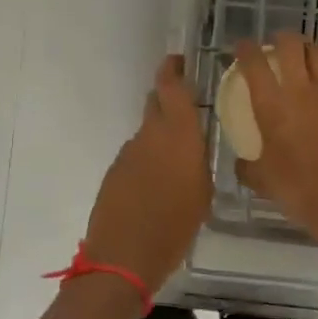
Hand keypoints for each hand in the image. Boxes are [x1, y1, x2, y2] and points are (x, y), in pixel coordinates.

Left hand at [82, 55, 212, 289]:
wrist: (123, 256)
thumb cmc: (175, 226)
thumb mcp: (202, 193)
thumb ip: (198, 161)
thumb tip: (193, 147)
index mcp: (178, 135)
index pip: (172, 87)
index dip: (173, 70)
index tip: (179, 61)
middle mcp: (150, 135)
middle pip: (156, 103)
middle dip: (168, 99)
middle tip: (186, 111)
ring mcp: (128, 153)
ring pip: (146, 132)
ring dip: (159, 137)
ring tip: (176, 163)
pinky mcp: (114, 172)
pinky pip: (135, 155)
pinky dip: (146, 160)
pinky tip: (155, 186)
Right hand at [234, 33, 317, 256]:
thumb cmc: (300, 193)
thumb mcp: (263, 181)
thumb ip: (247, 165)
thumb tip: (242, 160)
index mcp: (272, 106)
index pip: (254, 62)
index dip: (245, 48)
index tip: (243, 47)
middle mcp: (302, 91)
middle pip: (291, 44)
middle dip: (282, 39)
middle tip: (279, 46)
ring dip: (313, 50)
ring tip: (311, 57)